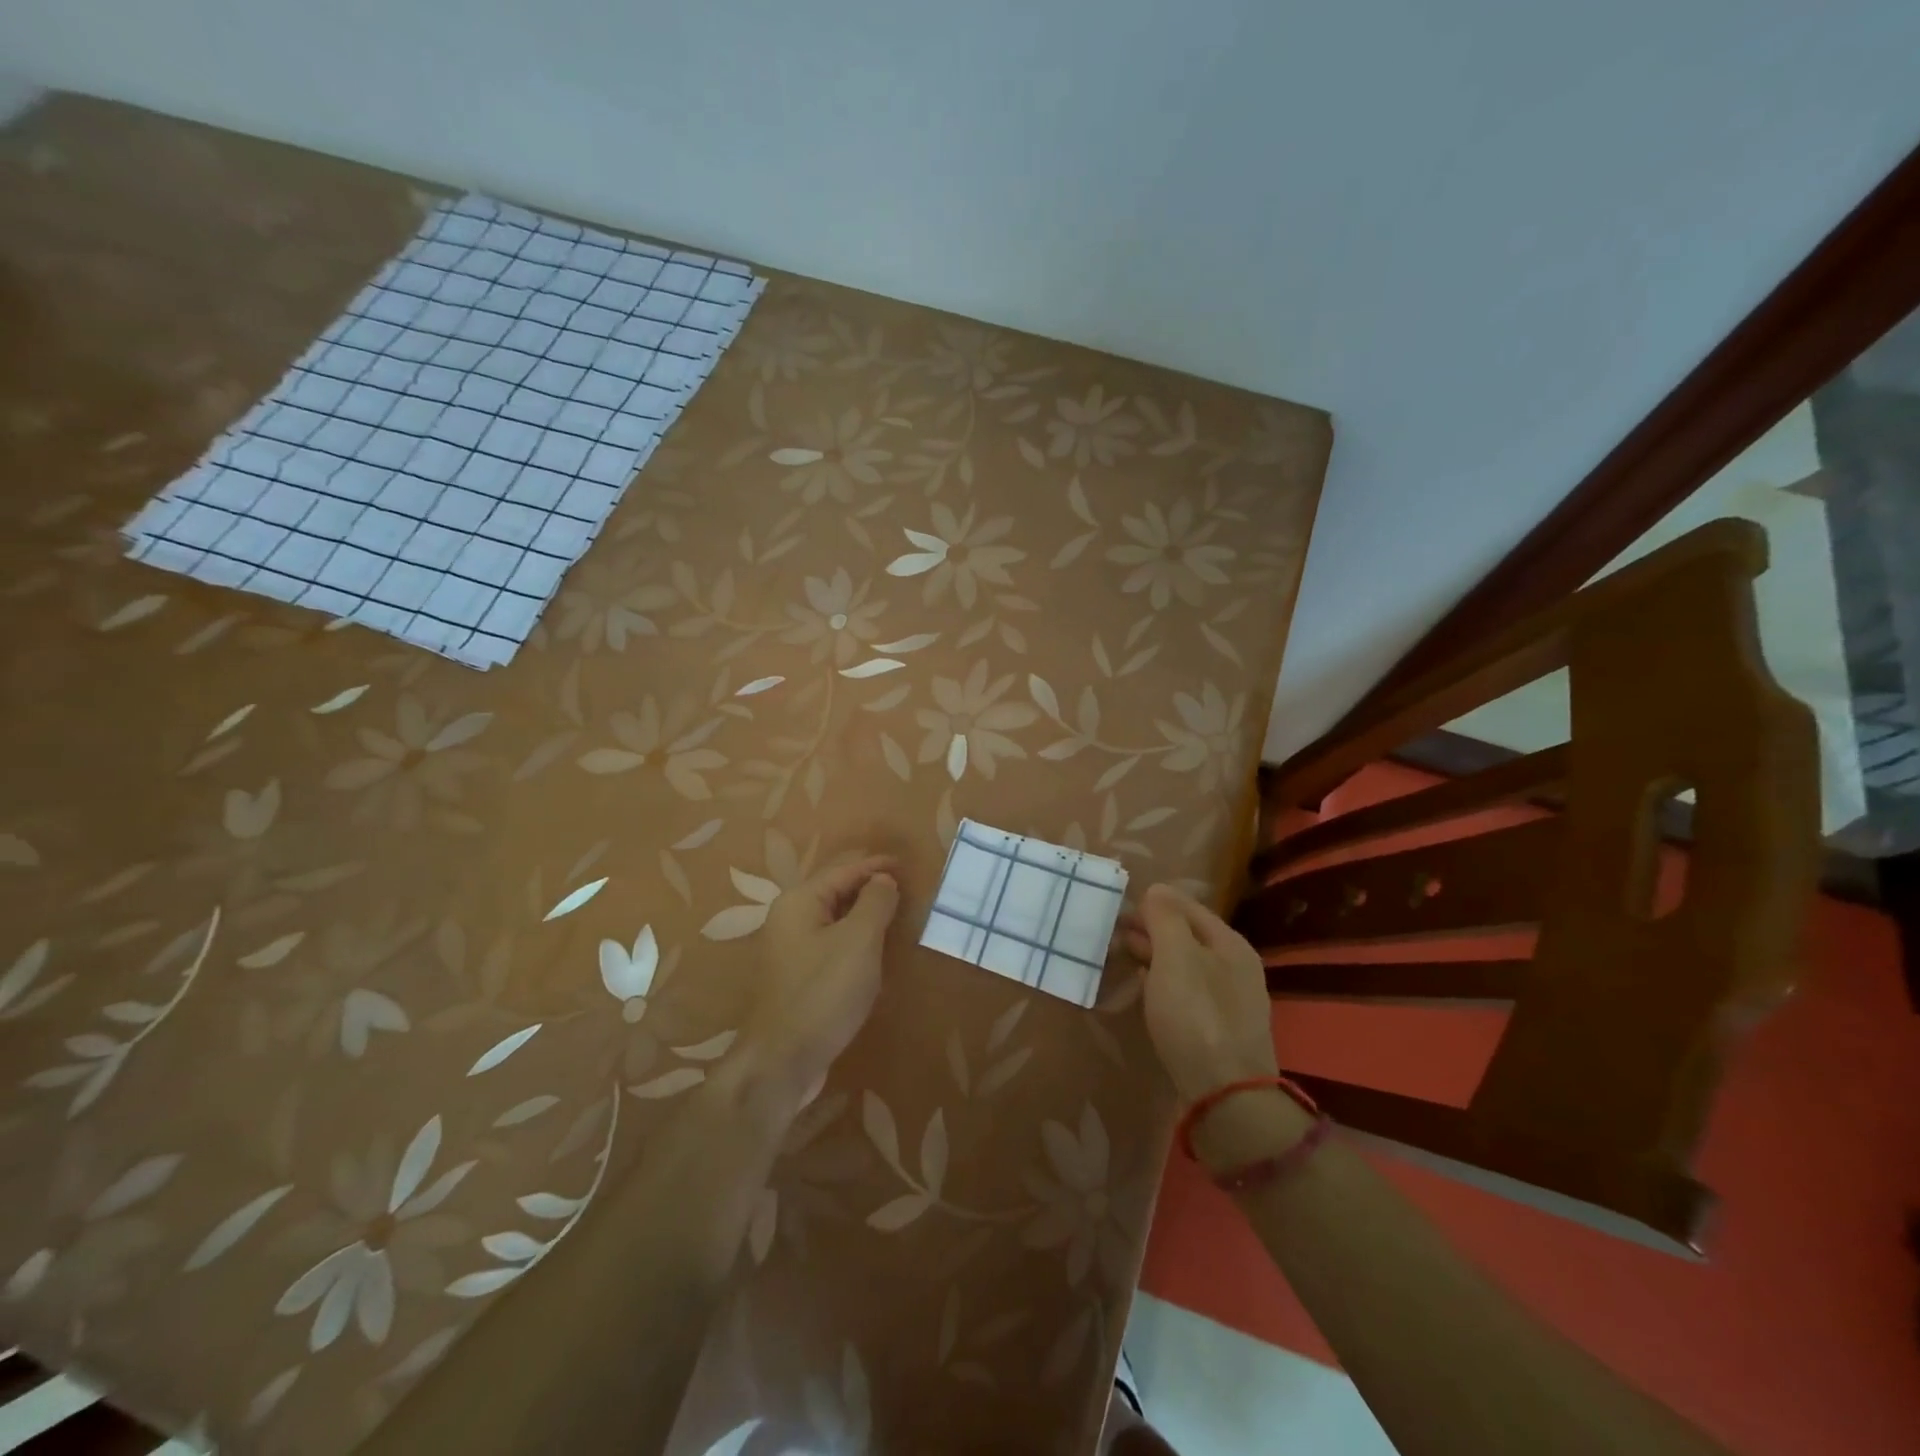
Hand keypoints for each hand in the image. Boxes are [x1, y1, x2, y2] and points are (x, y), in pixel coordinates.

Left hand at [745, 855, 900, 1098]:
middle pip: (835, 890)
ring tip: (895, 913)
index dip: (876, 866)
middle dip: (869, 887)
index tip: (906, 865)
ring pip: (834, 918)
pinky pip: (831, 942)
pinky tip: (873, 949)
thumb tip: (883, 880)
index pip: (844, 870)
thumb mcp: (859, 941)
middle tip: (905, 888)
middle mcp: (789, 917)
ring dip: (863, 913)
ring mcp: (790, 948)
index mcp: (799, 901)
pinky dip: (854, 938)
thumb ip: (875, 903)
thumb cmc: (824, 992)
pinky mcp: (798, 975)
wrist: (783, 1060)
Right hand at [1123, 883, 1277, 1104]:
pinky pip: (1186, 992)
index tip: (1119, 906)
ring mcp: (1230, 1000)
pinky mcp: (1218, 1030)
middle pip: (1188, 935)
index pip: (1187, 907)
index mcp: (1230, 944)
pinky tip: (1145, 989)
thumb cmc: (1197, 1016)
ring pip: (1186, 965)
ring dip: (1155, 955)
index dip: (1154, 902)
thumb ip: (1165, 919)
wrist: (1226, 1096)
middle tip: (1113, 931)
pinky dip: (1163, 982)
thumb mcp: (1176, 958)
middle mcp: (1235, 967)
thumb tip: (1156, 891)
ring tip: (1122, 955)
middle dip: (1152, 929)